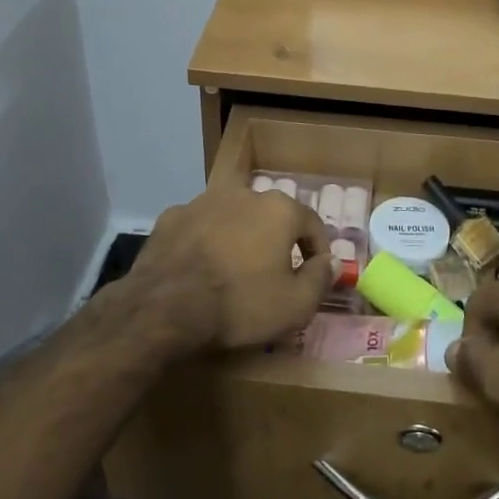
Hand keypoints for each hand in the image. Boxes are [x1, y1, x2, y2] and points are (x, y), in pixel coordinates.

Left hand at [128, 182, 334, 353]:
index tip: (316, 273)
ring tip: (235, 269)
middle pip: (271, 215)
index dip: (318, 250)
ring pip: (233, 216)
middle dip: (277, 240)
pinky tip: (200, 267)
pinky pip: (199, 226)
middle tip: (275, 271)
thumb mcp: (295, 305)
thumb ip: (320, 279)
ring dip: (240, 236)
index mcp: (279, 209)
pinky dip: (205, 241)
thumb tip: (332, 262)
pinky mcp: (172, 216)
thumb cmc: (240, 303)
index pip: (312, 223)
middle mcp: (244, 193)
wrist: (166, 306)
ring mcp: (203, 200)